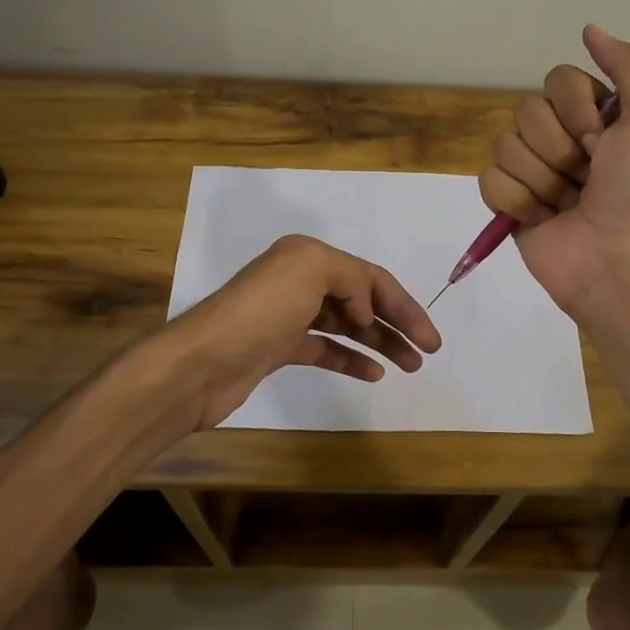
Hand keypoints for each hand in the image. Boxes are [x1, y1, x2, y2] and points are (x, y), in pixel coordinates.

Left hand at [163, 235, 440, 432]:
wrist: (201, 364)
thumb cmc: (259, 313)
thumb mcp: (311, 271)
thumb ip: (351, 280)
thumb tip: (364, 312)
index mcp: (308, 256)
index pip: (369, 276)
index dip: (403, 305)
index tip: (428, 337)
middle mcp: (299, 280)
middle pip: (362, 299)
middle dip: (397, 322)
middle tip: (428, 351)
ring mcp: (289, 316)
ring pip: (347, 326)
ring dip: (380, 342)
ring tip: (410, 365)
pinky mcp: (279, 348)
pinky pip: (326, 349)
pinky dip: (351, 359)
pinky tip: (374, 373)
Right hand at [479, 25, 629, 315]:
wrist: (617, 262)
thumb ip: (628, 66)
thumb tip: (589, 28)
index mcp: (593, 115)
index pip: (557, 80)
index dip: (576, 110)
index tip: (601, 141)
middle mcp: (560, 137)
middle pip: (526, 111)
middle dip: (558, 150)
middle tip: (586, 178)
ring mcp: (531, 171)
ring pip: (504, 145)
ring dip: (541, 180)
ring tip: (567, 204)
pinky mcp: (508, 203)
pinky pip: (489, 180)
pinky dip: (517, 201)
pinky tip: (542, 219)